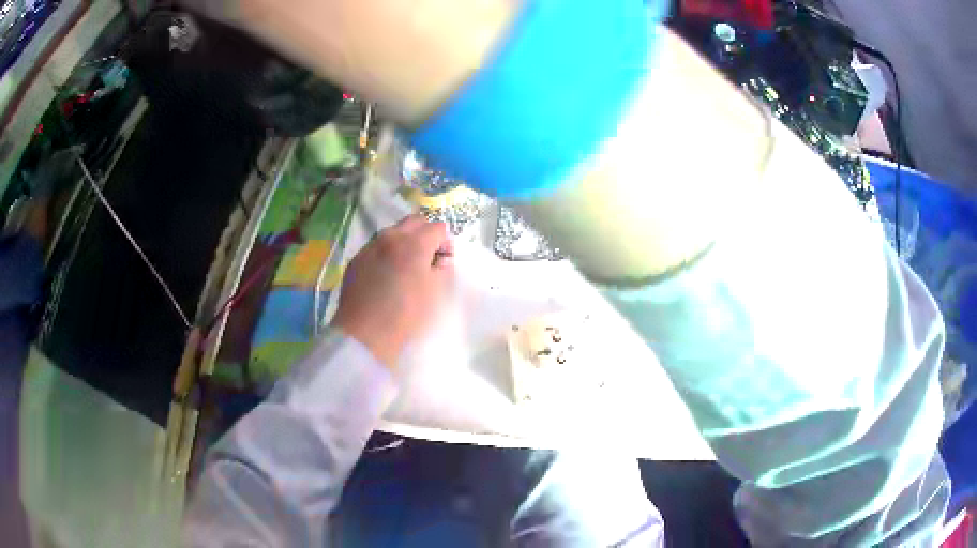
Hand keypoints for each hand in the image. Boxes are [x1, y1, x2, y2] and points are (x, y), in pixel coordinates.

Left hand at [331, 215, 454, 368]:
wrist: (365, 334)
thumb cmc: (406, 315)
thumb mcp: (436, 294)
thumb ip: (443, 269)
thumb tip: (441, 259)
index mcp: (414, 244)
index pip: (437, 228)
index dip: (446, 242)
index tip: (446, 260)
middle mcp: (390, 237)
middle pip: (414, 222)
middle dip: (425, 234)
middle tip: (428, 258)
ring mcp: (370, 247)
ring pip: (392, 232)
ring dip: (404, 241)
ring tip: (406, 266)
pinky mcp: (356, 260)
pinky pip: (376, 247)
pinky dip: (386, 253)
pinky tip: (386, 275)